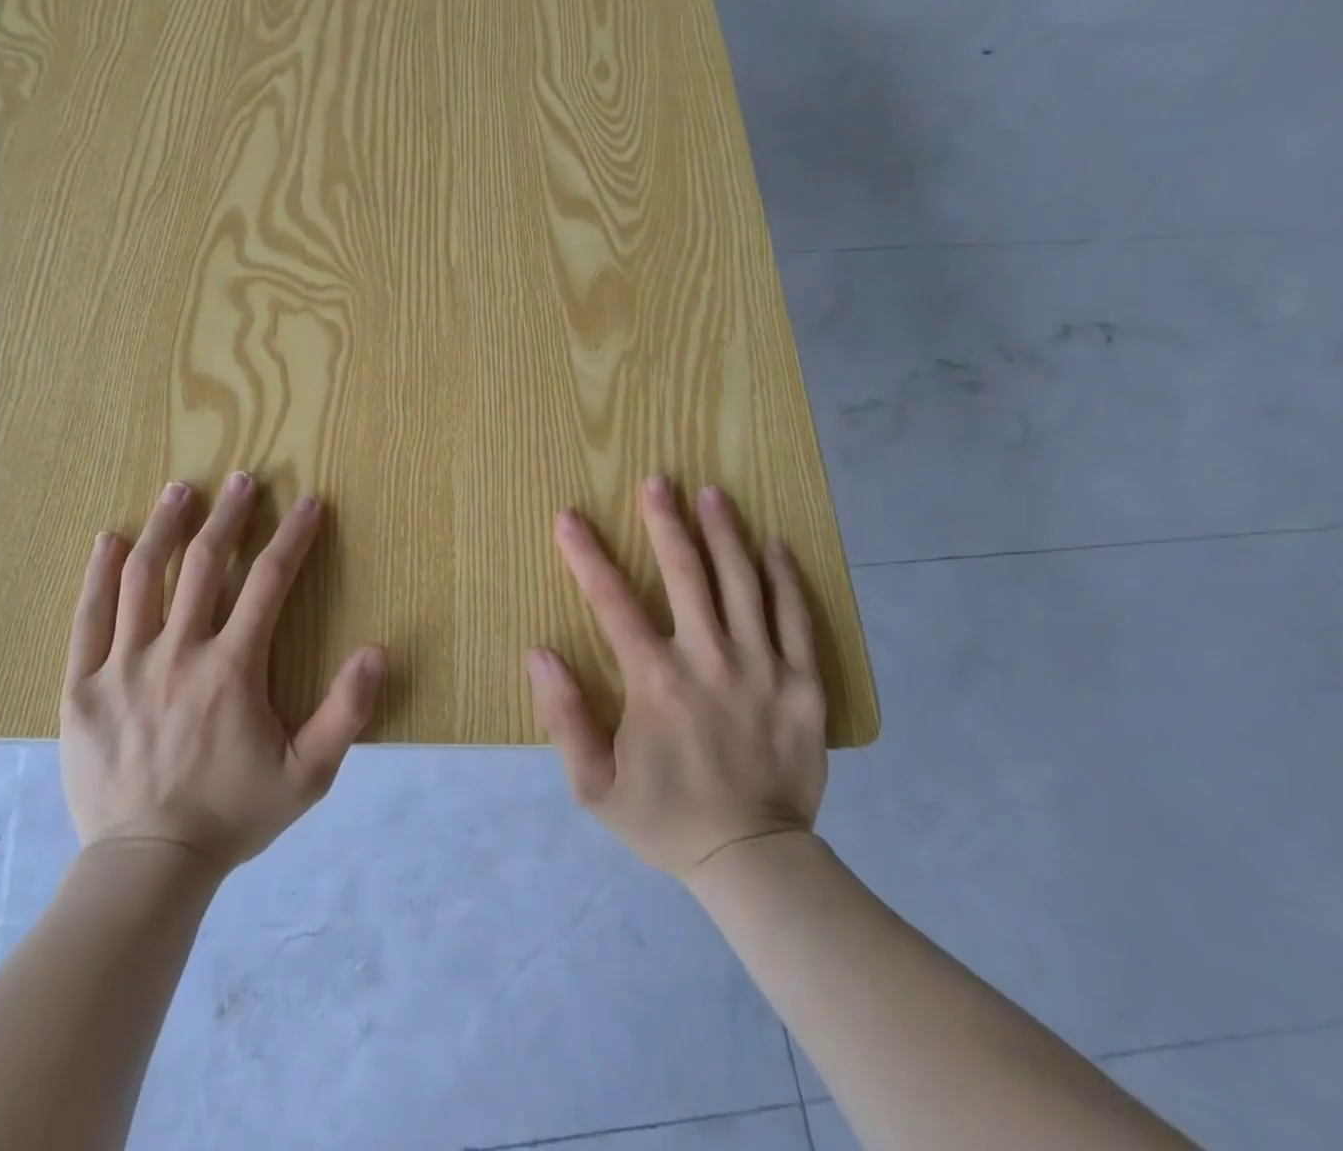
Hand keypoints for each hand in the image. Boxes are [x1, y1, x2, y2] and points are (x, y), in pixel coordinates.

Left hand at [61, 473, 383, 869]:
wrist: (148, 865)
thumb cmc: (233, 814)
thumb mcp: (309, 774)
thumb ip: (346, 712)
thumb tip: (377, 651)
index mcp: (232, 668)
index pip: (269, 582)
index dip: (294, 537)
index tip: (308, 502)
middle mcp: (177, 653)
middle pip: (206, 564)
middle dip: (229, 515)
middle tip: (243, 478)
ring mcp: (123, 666)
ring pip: (144, 578)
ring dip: (166, 527)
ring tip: (180, 490)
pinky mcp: (82, 687)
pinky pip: (88, 617)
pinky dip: (99, 573)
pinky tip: (108, 539)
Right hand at [525, 476, 827, 878]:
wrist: (754, 862)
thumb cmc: (665, 818)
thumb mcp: (593, 784)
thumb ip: (564, 716)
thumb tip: (539, 651)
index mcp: (656, 681)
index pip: (613, 602)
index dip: (587, 555)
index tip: (569, 516)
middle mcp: (709, 660)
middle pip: (686, 575)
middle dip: (666, 522)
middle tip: (657, 480)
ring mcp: (763, 668)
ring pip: (743, 584)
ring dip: (725, 534)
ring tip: (712, 493)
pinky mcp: (804, 684)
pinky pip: (796, 618)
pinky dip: (785, 578)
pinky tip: (774, 544)